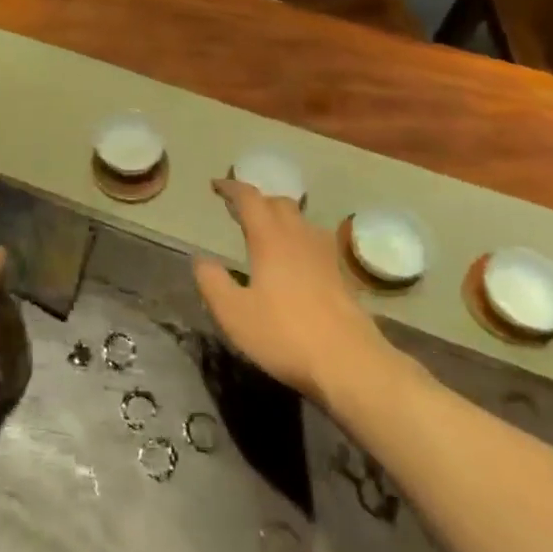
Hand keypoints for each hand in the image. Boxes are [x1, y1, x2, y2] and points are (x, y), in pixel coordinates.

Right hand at [194, 179, 409, 413]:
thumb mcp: (233, 313)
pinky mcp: (342, 277)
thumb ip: (212, 282)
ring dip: (281, 218)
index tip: (216, 186)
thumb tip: (201, 260)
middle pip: (279, 203)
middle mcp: (299, 237)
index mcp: (270, 239)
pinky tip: (295, 261)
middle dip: (257, 200)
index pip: (249, 198)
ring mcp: (325, 256)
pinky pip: (315, 242)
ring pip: (301, 221)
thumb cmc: (285, 335)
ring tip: (266, 232)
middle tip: (239, 209)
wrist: (351, 364)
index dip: (231, 188)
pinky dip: (298, 239)